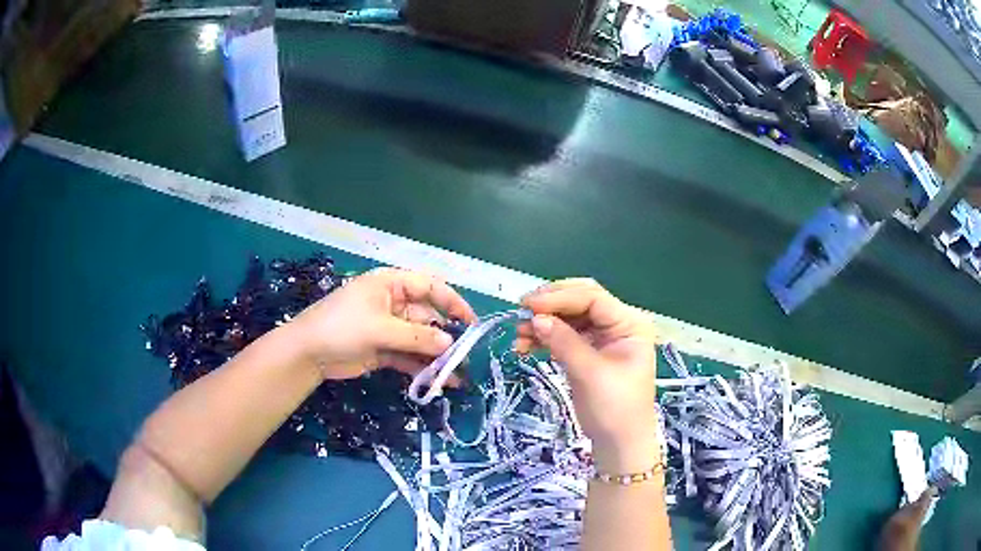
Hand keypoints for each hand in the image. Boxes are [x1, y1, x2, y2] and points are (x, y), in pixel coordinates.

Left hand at [290, 267, 476, 379]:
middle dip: (446, 337)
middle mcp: (393, 304)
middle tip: (464, 358)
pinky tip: (438, 382)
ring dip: (436, 356)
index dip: (453, 302)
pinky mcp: (383, 350)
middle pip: (428, 317)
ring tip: (456, 376)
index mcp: (391, 284)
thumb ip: (417, 336)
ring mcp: (388, 328)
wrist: (308, 353)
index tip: (471, 322)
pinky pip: (408, 356)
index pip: (430, 286)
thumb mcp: (380, 328)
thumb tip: (450, 343)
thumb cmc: (342, 326)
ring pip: (420, 340)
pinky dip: (421, 368)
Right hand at [515, 278, 659, 472]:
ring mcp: (603, 339)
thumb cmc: (615, 409)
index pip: (592, 298)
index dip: (559, 297)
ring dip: (544, 322)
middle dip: (551, 304)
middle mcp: (617, 325)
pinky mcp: (589, 353)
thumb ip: (564, 342)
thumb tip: (535, 318)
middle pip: (580, 302)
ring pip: (569, 319)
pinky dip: (545, 338)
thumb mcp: (590, 373)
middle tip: (522, 310)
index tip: (528, 305)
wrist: (619, 445)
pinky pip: (565, 336)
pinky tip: (525, 345)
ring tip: (518, 334)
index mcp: (629, 323)